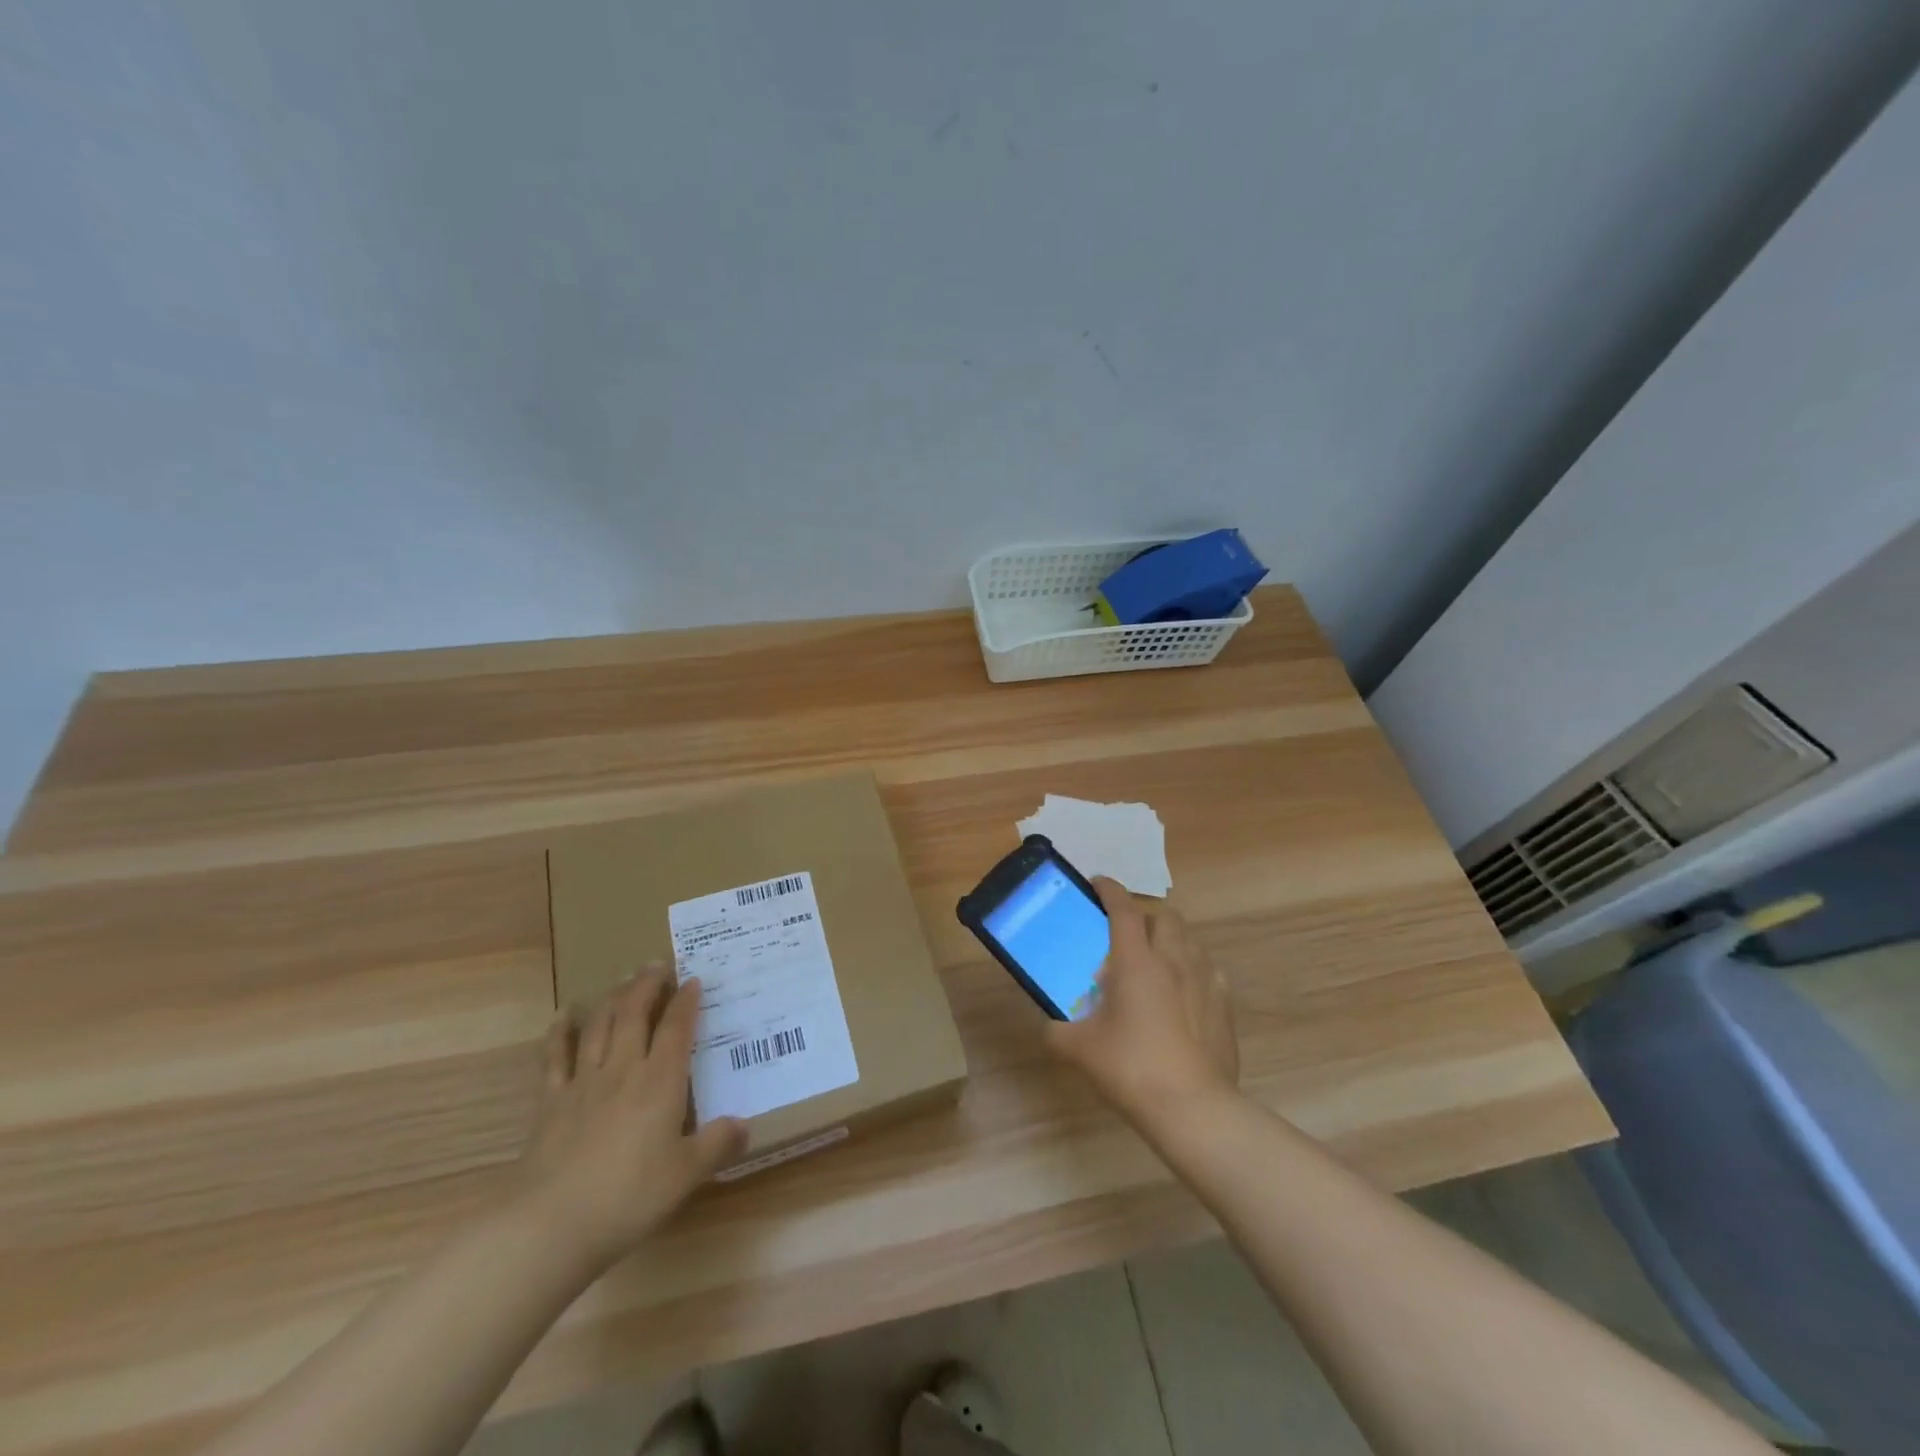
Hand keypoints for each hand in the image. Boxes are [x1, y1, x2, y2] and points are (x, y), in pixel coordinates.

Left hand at [511, 966, 746, 1273]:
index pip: (677, 1029)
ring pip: (600, 1026)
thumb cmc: (628, 1197)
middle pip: (635, 1014)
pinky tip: (565, 1014)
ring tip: (623, 979)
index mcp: (660, 1082)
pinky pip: (555, 1057)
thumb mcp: (686, 1175)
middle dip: (648, 985)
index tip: (693, 980)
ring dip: (613, 998)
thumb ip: (716, 1145)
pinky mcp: (550, 1103)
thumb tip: (745, 1124)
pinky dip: (560, 1032)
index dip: (686, 1001)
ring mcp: (583, 1083)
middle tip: (657, 965)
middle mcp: (623, 1070)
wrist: (550, 1226)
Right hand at [1047, 878, 1238, 1125]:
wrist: (1193, 1108)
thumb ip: (1057, 1030)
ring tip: (1154, 958)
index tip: (1096, 884)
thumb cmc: (1132, 1068)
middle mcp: (1174, 960)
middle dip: (1144, 912)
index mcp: (1136, 961)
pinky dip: (1191, 967)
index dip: (1109, 889)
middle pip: (1164, 915)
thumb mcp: (1079, 1049)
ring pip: (1190, 939)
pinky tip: (1181, 990)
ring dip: (1170, 937)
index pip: (1123, 908)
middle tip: (1124, 930)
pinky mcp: (1224, 1005)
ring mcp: (1205, 981)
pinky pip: (1208, 969)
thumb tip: (1049, 1025)